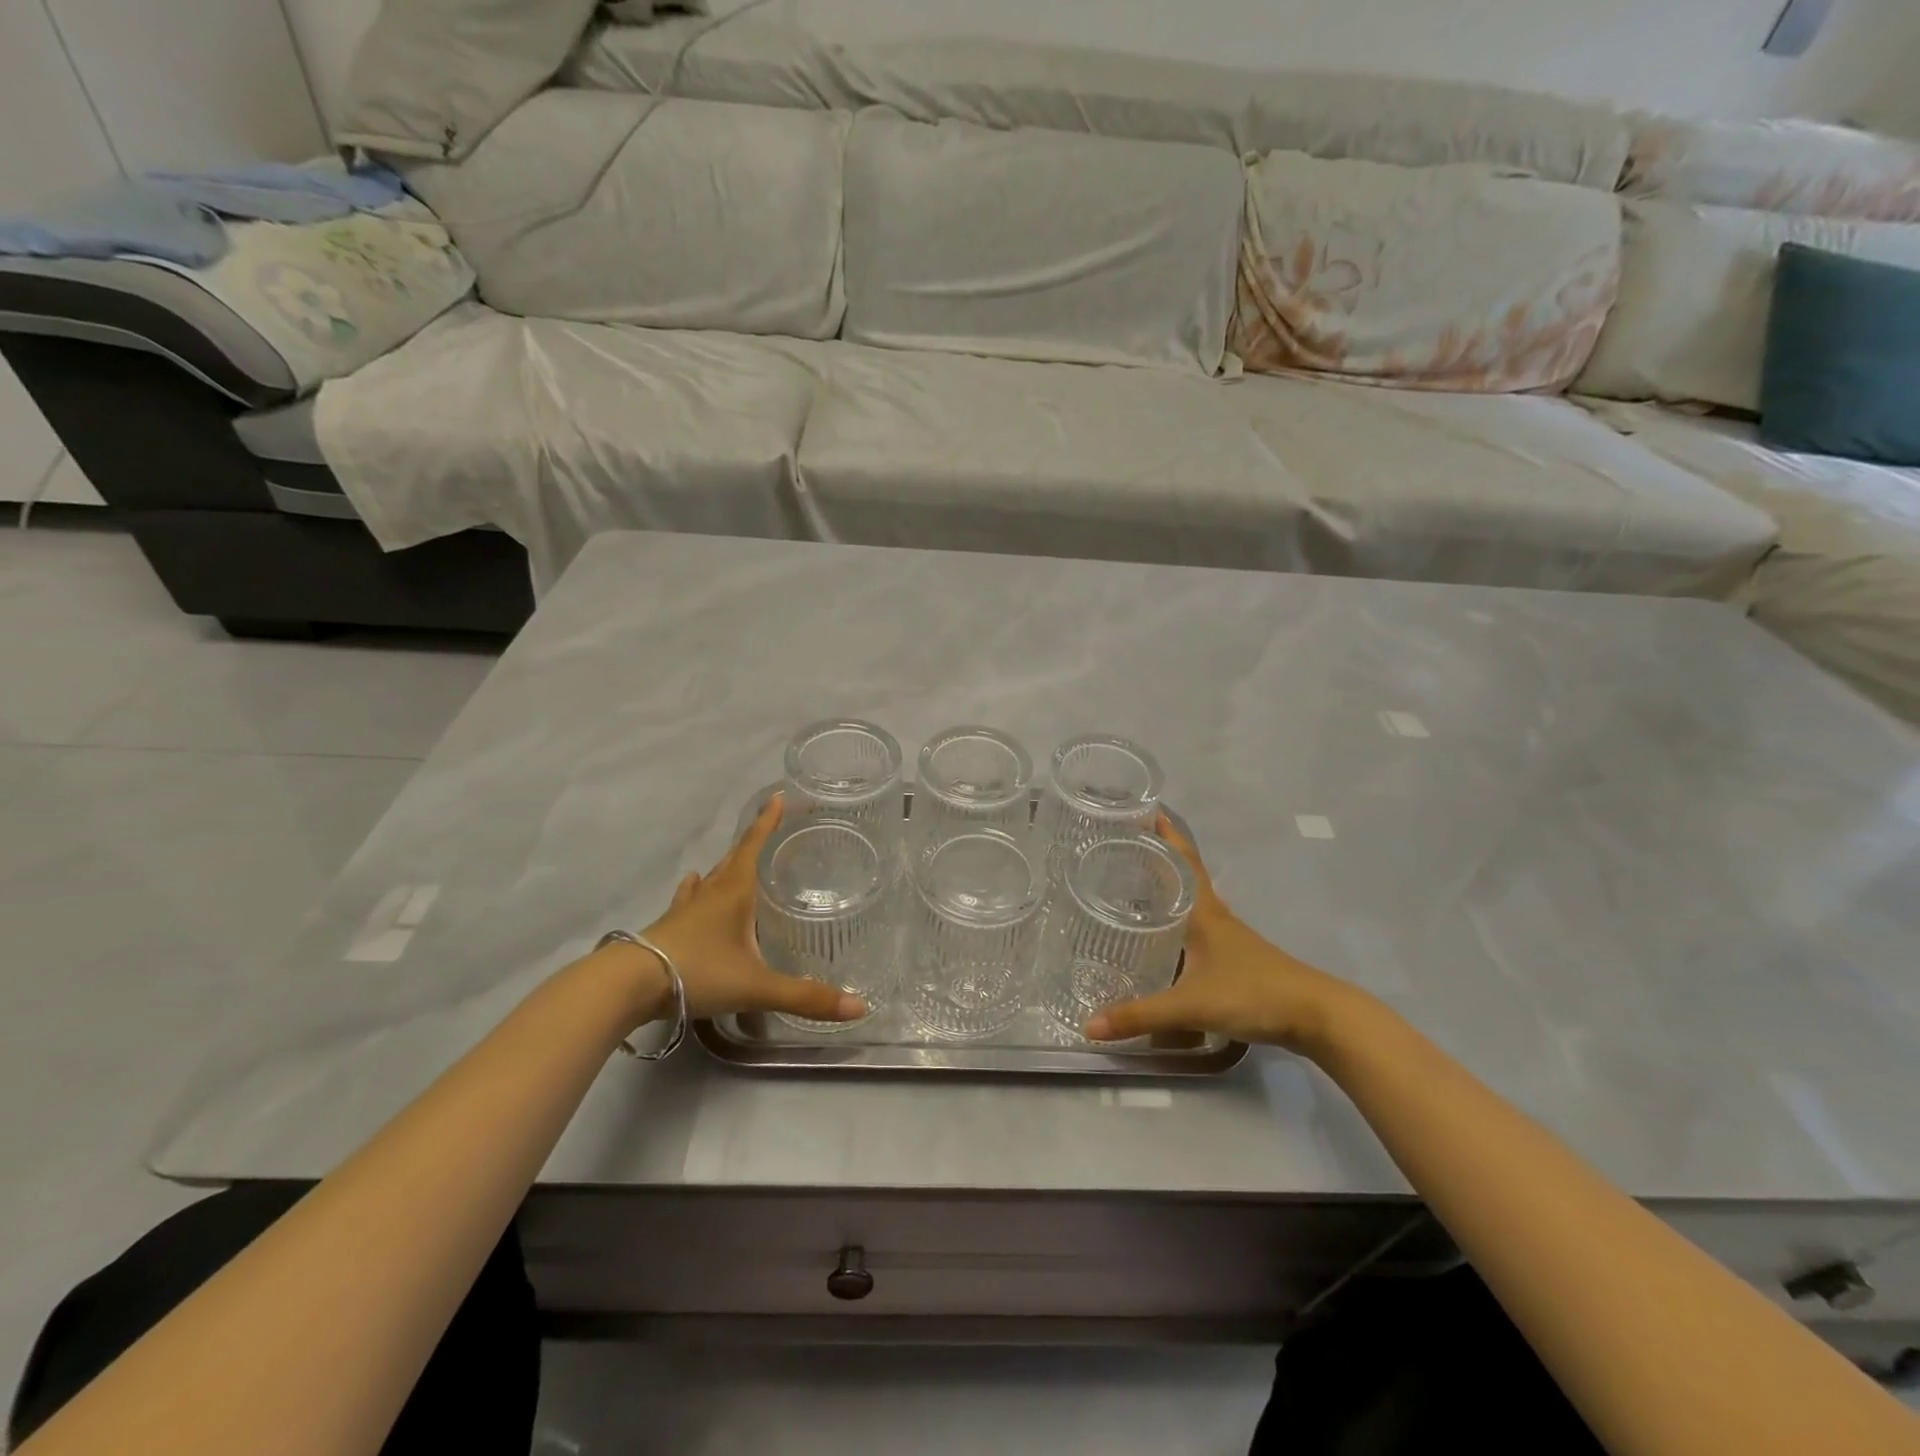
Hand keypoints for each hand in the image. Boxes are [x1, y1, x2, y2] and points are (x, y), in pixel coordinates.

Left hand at [632, 795, 867, 1025]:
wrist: (629, 986)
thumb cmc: (699, 972)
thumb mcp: (757, 987)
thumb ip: (805, 997)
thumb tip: (859, 1007)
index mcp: (735, 891)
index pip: (754, 845)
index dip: (768, 821)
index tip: (779, 796)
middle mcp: (711, 892)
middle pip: (734, 857)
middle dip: (754, 840)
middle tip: (770, 829)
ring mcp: (685, 909)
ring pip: (710, 878)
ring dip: (726, 866)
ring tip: (736, 862)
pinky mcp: (668, 927)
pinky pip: (688, 899)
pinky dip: (696, 891)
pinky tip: (692, 888)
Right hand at [1084, 815, 1368, 1055]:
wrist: (1315, 1016)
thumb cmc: (1252, 994)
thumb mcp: (1190, 1005)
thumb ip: (1139, 1014)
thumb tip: (1089, 1027)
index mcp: (1204, 913)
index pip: (1182, 860)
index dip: (1165, 834)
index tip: (1144, 809)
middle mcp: (1215, 918)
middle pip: (1184, 877)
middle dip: (1157, 859)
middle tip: (1122, 848)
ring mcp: (1228, 939)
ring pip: (1191, 905)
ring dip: (1167, 892)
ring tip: (1134, 888)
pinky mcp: (1236, 961)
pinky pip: (1198, 931)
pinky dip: (1178, 925)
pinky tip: (1164, 941)